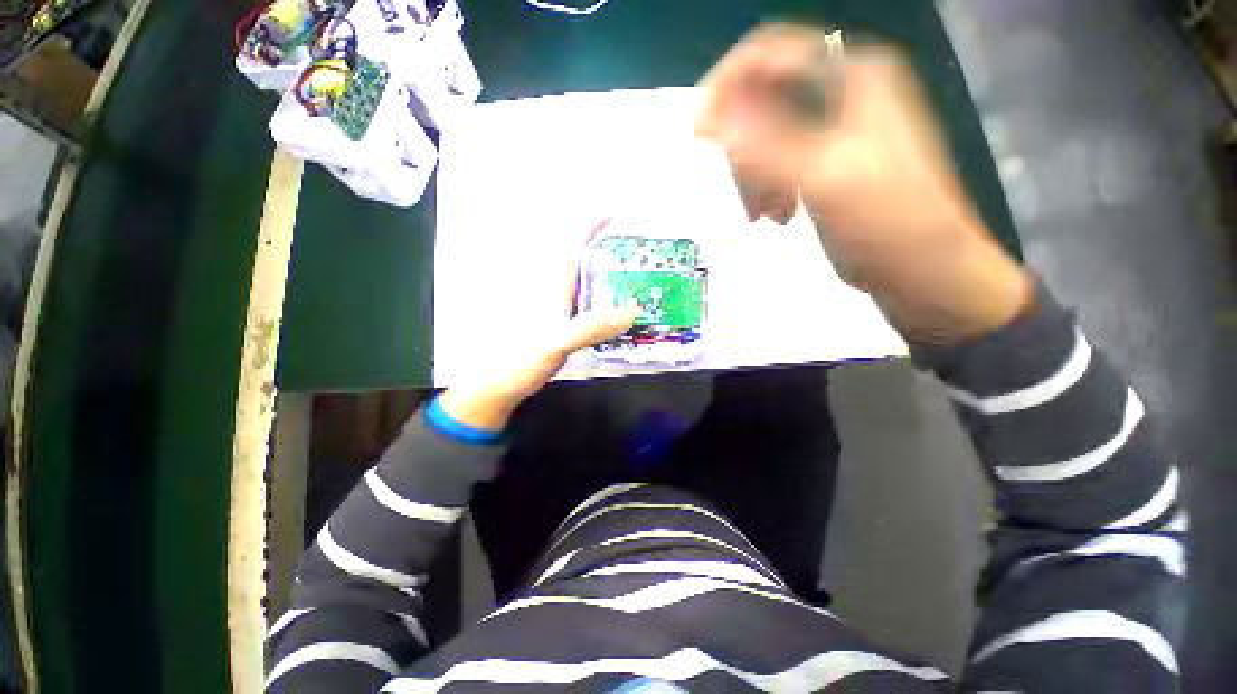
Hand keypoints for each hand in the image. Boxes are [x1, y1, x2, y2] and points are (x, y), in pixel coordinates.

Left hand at [438, 221, 638, 430]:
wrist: (503, 384)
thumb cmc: (520, 360)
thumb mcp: (555, 342)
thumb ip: (590, 327)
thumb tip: (630, 310)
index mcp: (553, 288)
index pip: (574, 249)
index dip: (592, 229)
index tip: (614, 215)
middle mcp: (559, 294)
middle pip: (586, 265)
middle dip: (611, 253)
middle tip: (639, 255)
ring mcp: (562, 310)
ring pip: (590, 286)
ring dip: (612, 281)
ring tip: (638, 281)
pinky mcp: (565, 326)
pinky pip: (592, 308)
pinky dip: (609, 305)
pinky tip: (622, 314)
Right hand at [697, 24, 1031, 344]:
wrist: (924, 270)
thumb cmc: (884, 221)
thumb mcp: (820, 178)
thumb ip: (760, 145)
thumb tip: (704, 119)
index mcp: (851, 74)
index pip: (769, 52)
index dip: (726, 86)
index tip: (699, 135)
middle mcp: (843, 90)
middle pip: (765, 99)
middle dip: (743, 146)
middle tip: (739, 190)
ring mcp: (837, 127)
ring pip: (768, 136)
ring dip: (754, 174)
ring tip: (762, 213)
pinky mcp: (829, 161)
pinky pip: (778, 161)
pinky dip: (768, 187)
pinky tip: (777, 215)